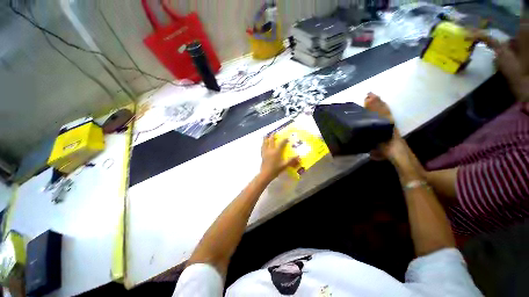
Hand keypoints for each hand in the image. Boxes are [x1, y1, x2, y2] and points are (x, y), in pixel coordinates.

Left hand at [260, 135, 299, 180]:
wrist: (266, 174)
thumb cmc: (275, 170)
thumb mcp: (284, 165)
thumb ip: (291, 160)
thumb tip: (298, 156)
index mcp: (276, 152)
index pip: (281, 143)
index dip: (284, 140)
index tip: (287, 137)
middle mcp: (270, 150)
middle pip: (271, 140)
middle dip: (273, 135)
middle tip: (274, 132)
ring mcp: (265, 152)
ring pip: (265, 142)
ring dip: (266, 138)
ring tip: (266, 135)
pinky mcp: (262, 154)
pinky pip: (262, 147)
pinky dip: (263, 143)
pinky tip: (263, 143)